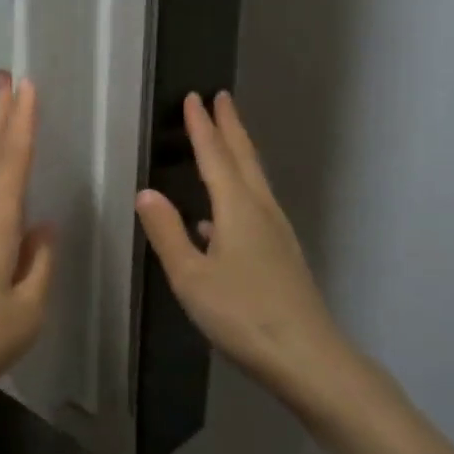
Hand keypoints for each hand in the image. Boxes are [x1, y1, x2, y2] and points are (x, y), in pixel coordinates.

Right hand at [136, 92, 345, 402]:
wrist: (307, 356)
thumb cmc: (243, 314)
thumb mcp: (191, 277)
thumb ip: (167, 233)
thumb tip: (146, 193)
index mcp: (237, 208)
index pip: (215, 155)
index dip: (202, 126)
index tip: (195, 97)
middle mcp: (261, 210)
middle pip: (244, 158)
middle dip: (231, 126)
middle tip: (222, 98)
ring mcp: (276, 232)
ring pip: (254, 181)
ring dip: (238, 154)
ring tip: (224, 141)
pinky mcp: (282, 254)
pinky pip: (256, 206)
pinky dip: (238, 193)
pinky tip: (217, 220)